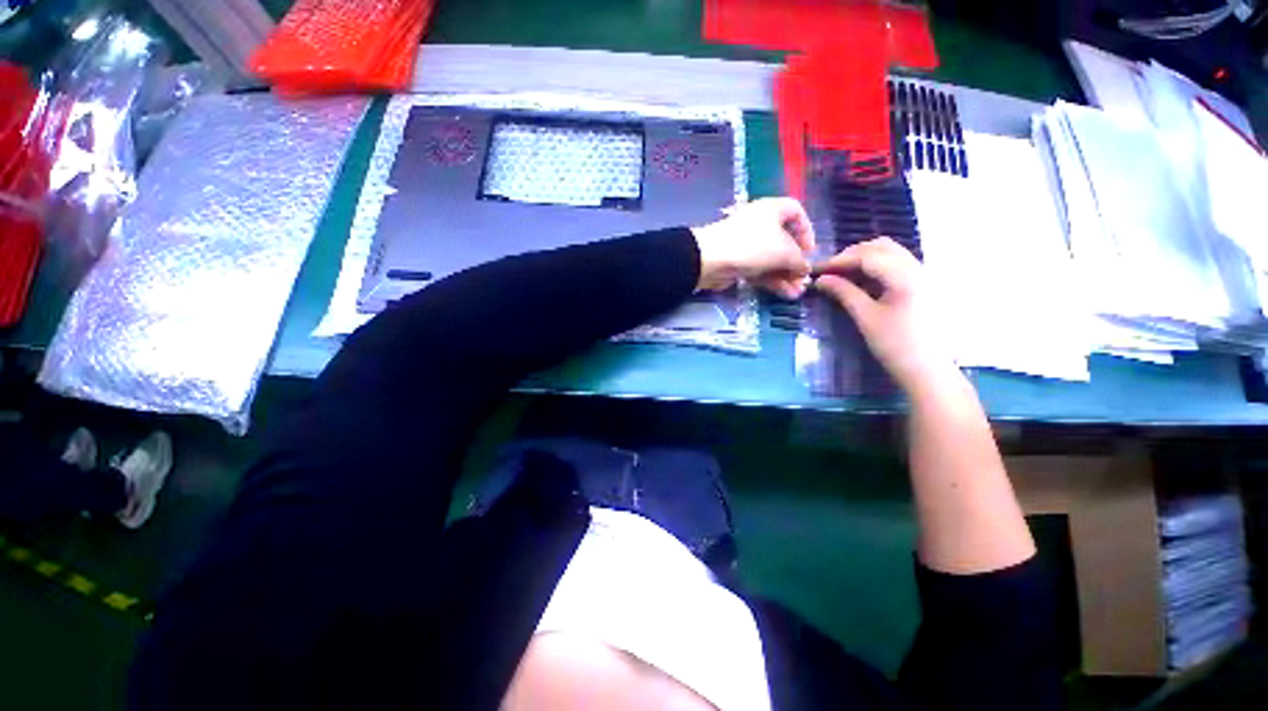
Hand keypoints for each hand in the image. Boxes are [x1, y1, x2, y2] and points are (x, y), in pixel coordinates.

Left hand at [691, 198, 815, 298]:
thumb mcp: (784, 251)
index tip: (811, 251)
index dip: (807, 231)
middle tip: (804, 280)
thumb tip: (805, 269)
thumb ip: (799, 261)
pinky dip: (771, 280)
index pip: (796, 212)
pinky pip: (759, 269)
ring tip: (796, 293)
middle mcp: (760, 223)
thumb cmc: (752, 245)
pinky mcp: (737, 261)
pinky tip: (784, 293)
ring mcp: (747, 244)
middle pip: (784, 242)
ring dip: (785, 276)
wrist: (710, 259)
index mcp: (772, 209)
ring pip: (771, 259)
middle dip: (795, 263)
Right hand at [813, 238, 955, 391]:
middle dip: (853, 254)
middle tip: (830, 270)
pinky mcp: (924, 284)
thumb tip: (820, 279)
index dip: (839, 260)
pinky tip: (863, 281)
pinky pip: (898, 264)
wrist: (929, 370)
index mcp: (906, 276)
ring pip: (891, 253)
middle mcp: (919, 268)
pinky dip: (877, 266)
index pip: (867, 256)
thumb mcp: (865, 317)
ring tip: (843, 274)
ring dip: (865, 258)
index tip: (818, 270)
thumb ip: (844, 293)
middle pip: (882, 247)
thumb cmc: (895, 345)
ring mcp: (925, 275)